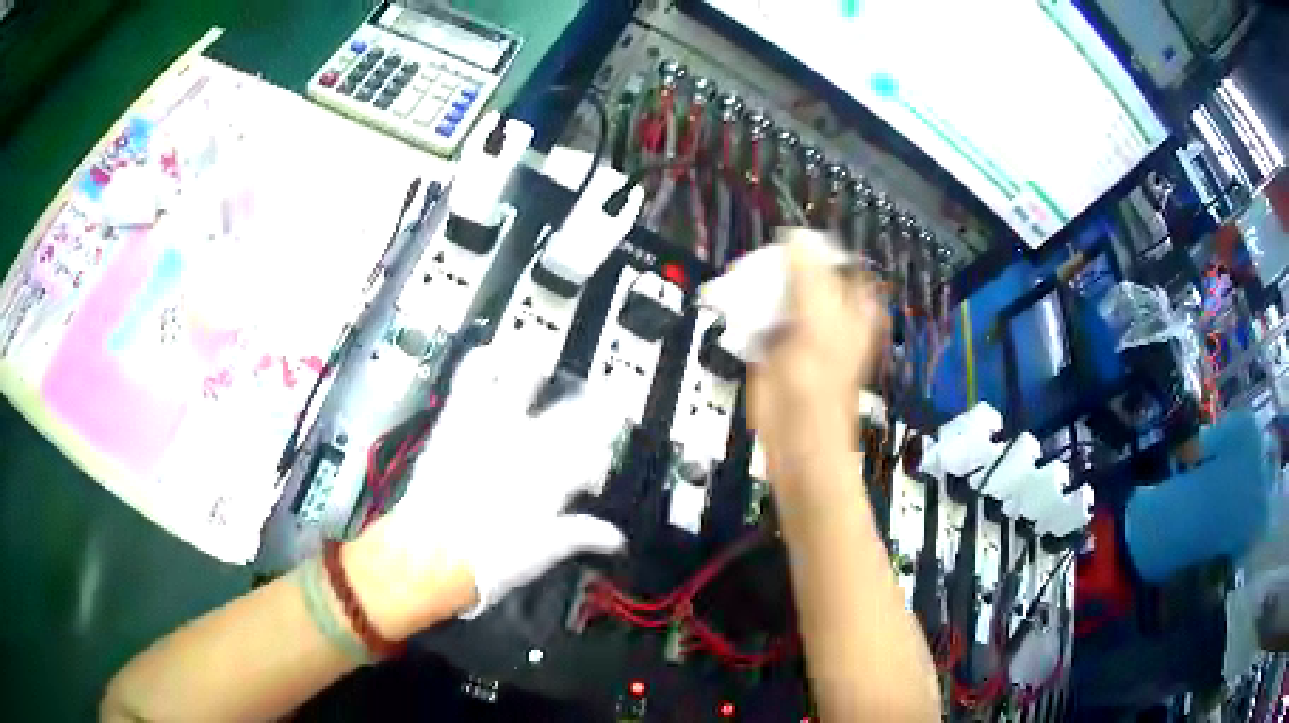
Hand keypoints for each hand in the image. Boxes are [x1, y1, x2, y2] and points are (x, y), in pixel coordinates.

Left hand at [377, 347, 626, 623]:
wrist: (431, 554)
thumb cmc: (488, 560)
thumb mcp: (542, 552)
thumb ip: (579, 534)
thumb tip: (614, 537)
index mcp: (554, 478)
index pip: (593, 452)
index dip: (601, 451)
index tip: (601, 455)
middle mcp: (529, 445)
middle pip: (571, 414)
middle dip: (589, 409)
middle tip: (595, 402)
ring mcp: (493, 426)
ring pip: (524, 380)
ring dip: (538, 370)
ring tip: (543, 362)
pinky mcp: (460, 417)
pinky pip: (474, 376)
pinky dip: (484, 359)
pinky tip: (493, 352)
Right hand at [748, 231, 888, 463]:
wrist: (796, 437)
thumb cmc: (817, 384)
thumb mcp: (818, 323)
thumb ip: (808, 278)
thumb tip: (796, 238)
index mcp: (848, 309)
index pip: (834, 264)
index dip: (814, 250)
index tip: (790, 243)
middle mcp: (824, 317)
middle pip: (801, 276)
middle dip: (780, 268)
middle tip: (762, 264)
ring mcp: (797, 333)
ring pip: (777, 295)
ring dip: (760, 288)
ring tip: (747, 283)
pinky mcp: (771, 349)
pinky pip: (757, 318)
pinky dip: (746, 311)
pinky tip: (739, 308)